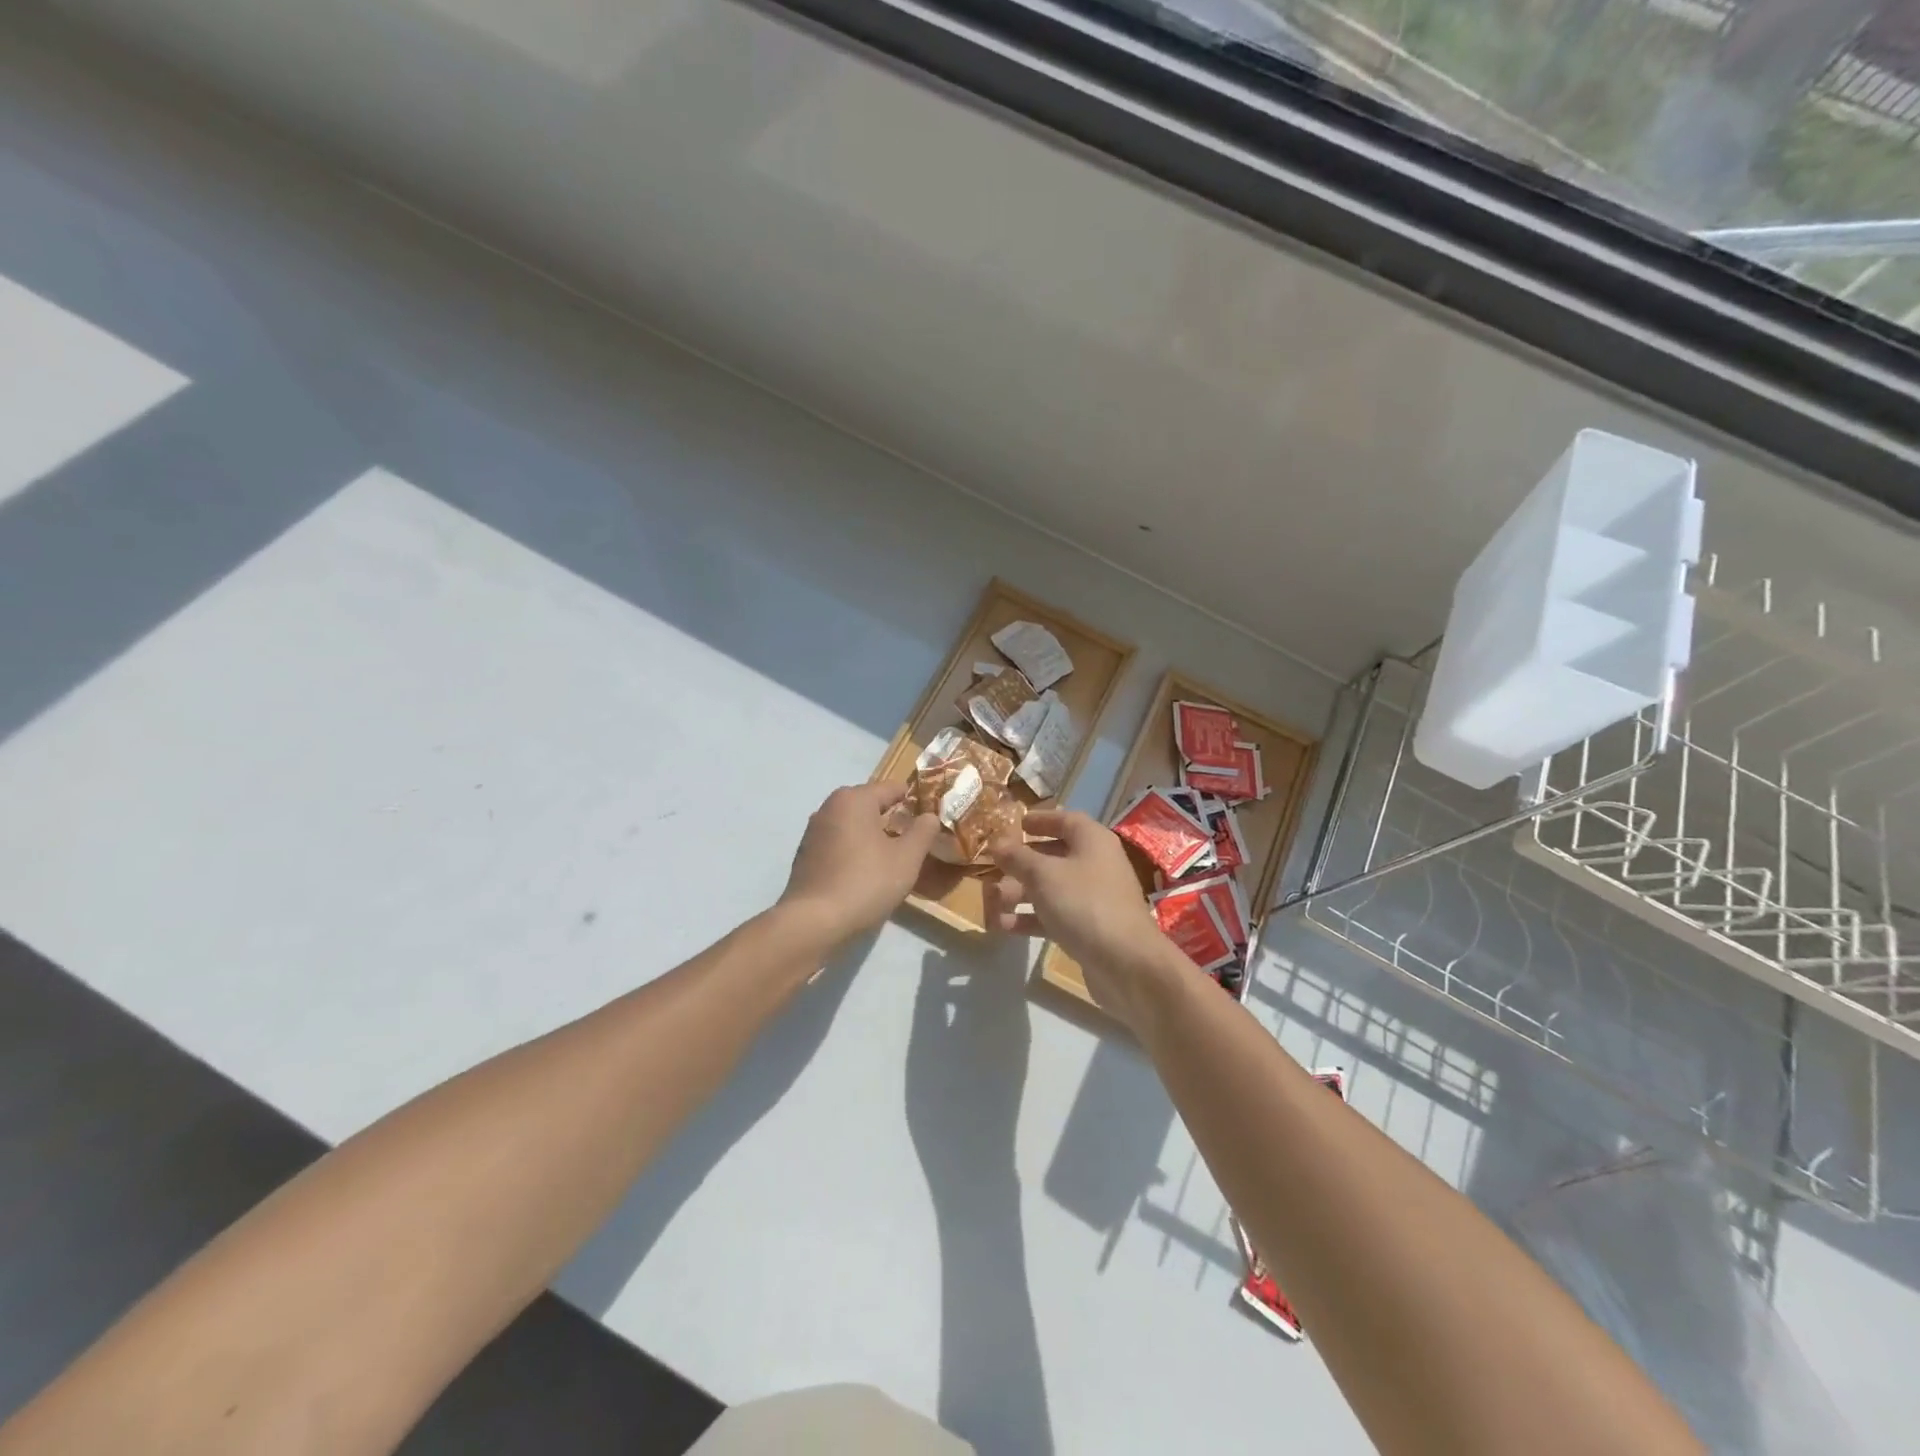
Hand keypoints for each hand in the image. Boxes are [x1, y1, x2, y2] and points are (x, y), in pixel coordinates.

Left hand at [779, 782, 940, 945]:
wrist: (814, 922)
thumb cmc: (866, 882)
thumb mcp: (907, 858)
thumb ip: (923, 832)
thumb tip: (929, 816)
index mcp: (854, 799)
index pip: (891, 788)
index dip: (914, 800)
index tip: (930, 816)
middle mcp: (829, 807)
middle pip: (869, 804)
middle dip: (892, 818)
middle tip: (914, 840)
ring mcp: (813, 831)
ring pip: (852, 825)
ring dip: (872, 836)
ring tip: (891, 858)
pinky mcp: (805, 855)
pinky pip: (838, 843)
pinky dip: (853, 850)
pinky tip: (864, 873)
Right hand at [986, 810, 1174, 1027]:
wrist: (1126, 962)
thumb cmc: (1084, 903)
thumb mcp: (1043, 874)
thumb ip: (1017, 857)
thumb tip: (997, 843)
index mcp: (1092, 841)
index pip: (1065, 820)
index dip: (1040, 820)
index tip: (1016, 824)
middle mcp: (1097, 864)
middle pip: (1055, 855)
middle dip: (1022, 862)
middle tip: (994, 867)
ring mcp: (1095, 898)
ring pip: (1052, 888)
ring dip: (1021, 892)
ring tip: (992, 900)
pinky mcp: (1090, 928)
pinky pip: (1056, 915)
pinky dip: (1032, 918)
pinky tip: (1004, 926)